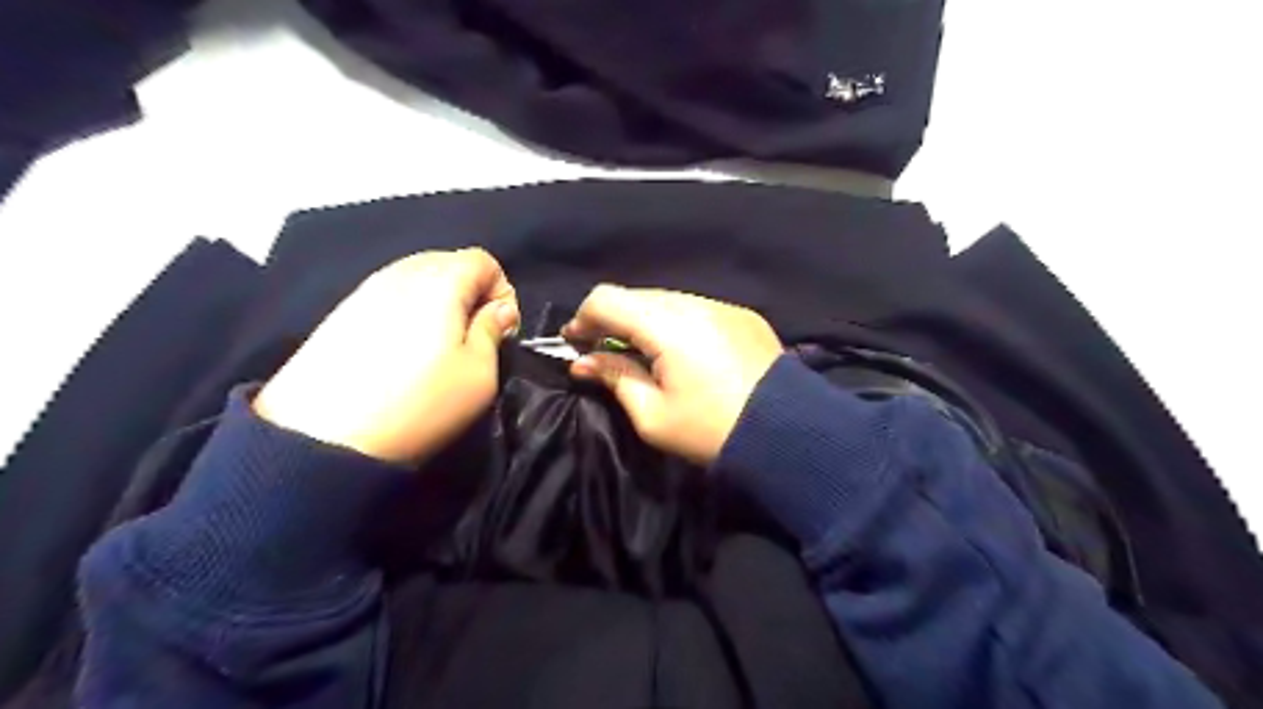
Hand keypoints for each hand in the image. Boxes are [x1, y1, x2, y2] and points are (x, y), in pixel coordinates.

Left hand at [252, 248, 520, 465]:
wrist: (323, 436)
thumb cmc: (418, 402)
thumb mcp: (478, 374)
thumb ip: (493, 331)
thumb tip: (500, 309)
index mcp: (441, 281)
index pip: (484, 260)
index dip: (503, 292)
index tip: (500, 331)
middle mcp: (401, 272)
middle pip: (450, 262)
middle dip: (471, 294)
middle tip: (471, 337)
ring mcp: (366, 289)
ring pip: (418, 278)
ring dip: (439, 303)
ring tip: (436, 346)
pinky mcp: (341, 311)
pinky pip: (390, 295)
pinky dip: (408, 311)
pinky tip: (401, 349)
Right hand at [560, 284, 781, 465]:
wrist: (789, 434)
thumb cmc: (712, 431)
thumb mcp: (653, 416)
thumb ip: (615, 379)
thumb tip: (584, 362)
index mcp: (667, 325)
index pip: (607, 299)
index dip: (583, 318)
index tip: (576, 344)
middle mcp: (694, 303)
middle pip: (637, 296)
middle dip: (613, 319)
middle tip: (604, 351)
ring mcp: (723, 306)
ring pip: (668, 300)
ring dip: (646, 321)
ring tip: (644, 353)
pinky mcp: (743, 316)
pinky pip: (697, 309)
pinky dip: (677, 323)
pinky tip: (682, 352)